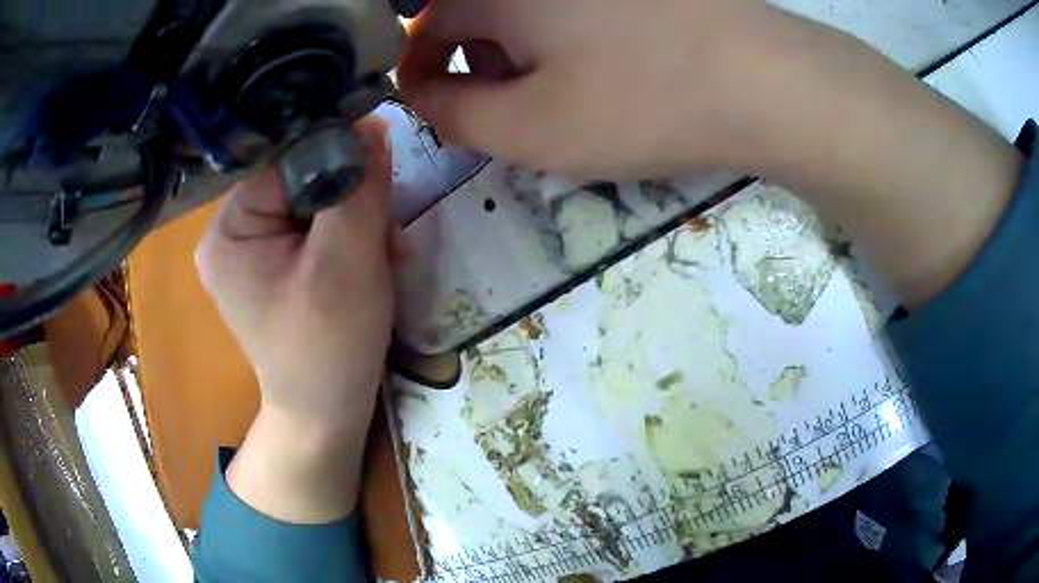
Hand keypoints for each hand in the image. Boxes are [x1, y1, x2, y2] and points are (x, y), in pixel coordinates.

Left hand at [195, 119, 396, 520]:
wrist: (326, 414)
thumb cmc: (329, 345)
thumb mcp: (349, 259)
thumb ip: (361, 185)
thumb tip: (373, 121)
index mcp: (229, 228)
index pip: (288, 162)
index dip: (339, 162)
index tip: (383, 178)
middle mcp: (231, 232)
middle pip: (302, 183)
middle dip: (354, 203)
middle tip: (390, 234)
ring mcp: (251, 251)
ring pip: (314, 206)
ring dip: (359, 224)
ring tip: (389, 257)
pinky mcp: (272, 266)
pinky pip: (314, 231)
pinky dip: (348, 242)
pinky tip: (374, 263)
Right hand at [399, 0, 810, 178]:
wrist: (765, 81)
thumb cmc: (641, 102)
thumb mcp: (531, 128)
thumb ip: (454, 115)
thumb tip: (421, 96)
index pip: (427, 26)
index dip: (418, 71)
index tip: (431, 107)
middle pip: (477, 14)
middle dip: (476, 64)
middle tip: (510, 110)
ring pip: (528, 10)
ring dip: (525, 51)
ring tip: (563, 95)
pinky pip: (574, 8)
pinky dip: (568, 38)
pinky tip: (604, 68)